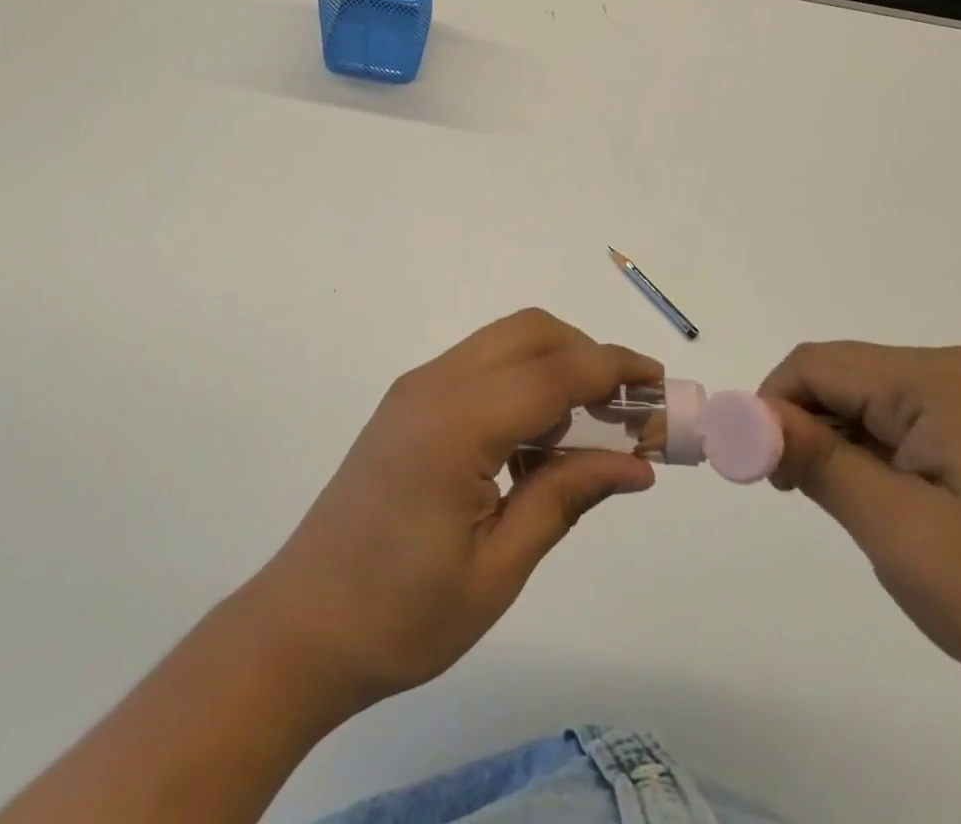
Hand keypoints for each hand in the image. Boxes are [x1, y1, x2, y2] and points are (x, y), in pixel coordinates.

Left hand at [242, 309, 661, 710]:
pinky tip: (535, 441)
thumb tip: (636, 464)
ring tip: (589, 428)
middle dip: (588, 355)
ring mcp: (416, 389)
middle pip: (530, 332)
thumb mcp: (498, 568)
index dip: (614, 370)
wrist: (300, 628)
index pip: (555, 371)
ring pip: (504, 342)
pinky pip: (480, 367)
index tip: (660, 385)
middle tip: (627, 409)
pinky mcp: (407, 403)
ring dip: (555, 365)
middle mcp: (435, 383)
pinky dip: (522, 380)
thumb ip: (566, 497)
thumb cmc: (401, 615)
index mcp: (458, 422)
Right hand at [759, 342, 960, 722]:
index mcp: (934, 379)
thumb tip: (745, 416)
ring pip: (863, 400)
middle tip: (796, 493)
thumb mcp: (895, 528)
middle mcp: (951, 371)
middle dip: (803, 426)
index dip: (771, 406)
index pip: (815, 365)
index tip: (758, 467)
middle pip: (839, 377)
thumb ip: (814, 458)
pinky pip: (897, 421)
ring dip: (836, 444)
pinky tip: (885, 503)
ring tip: (848, 509)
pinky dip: (869, 453)